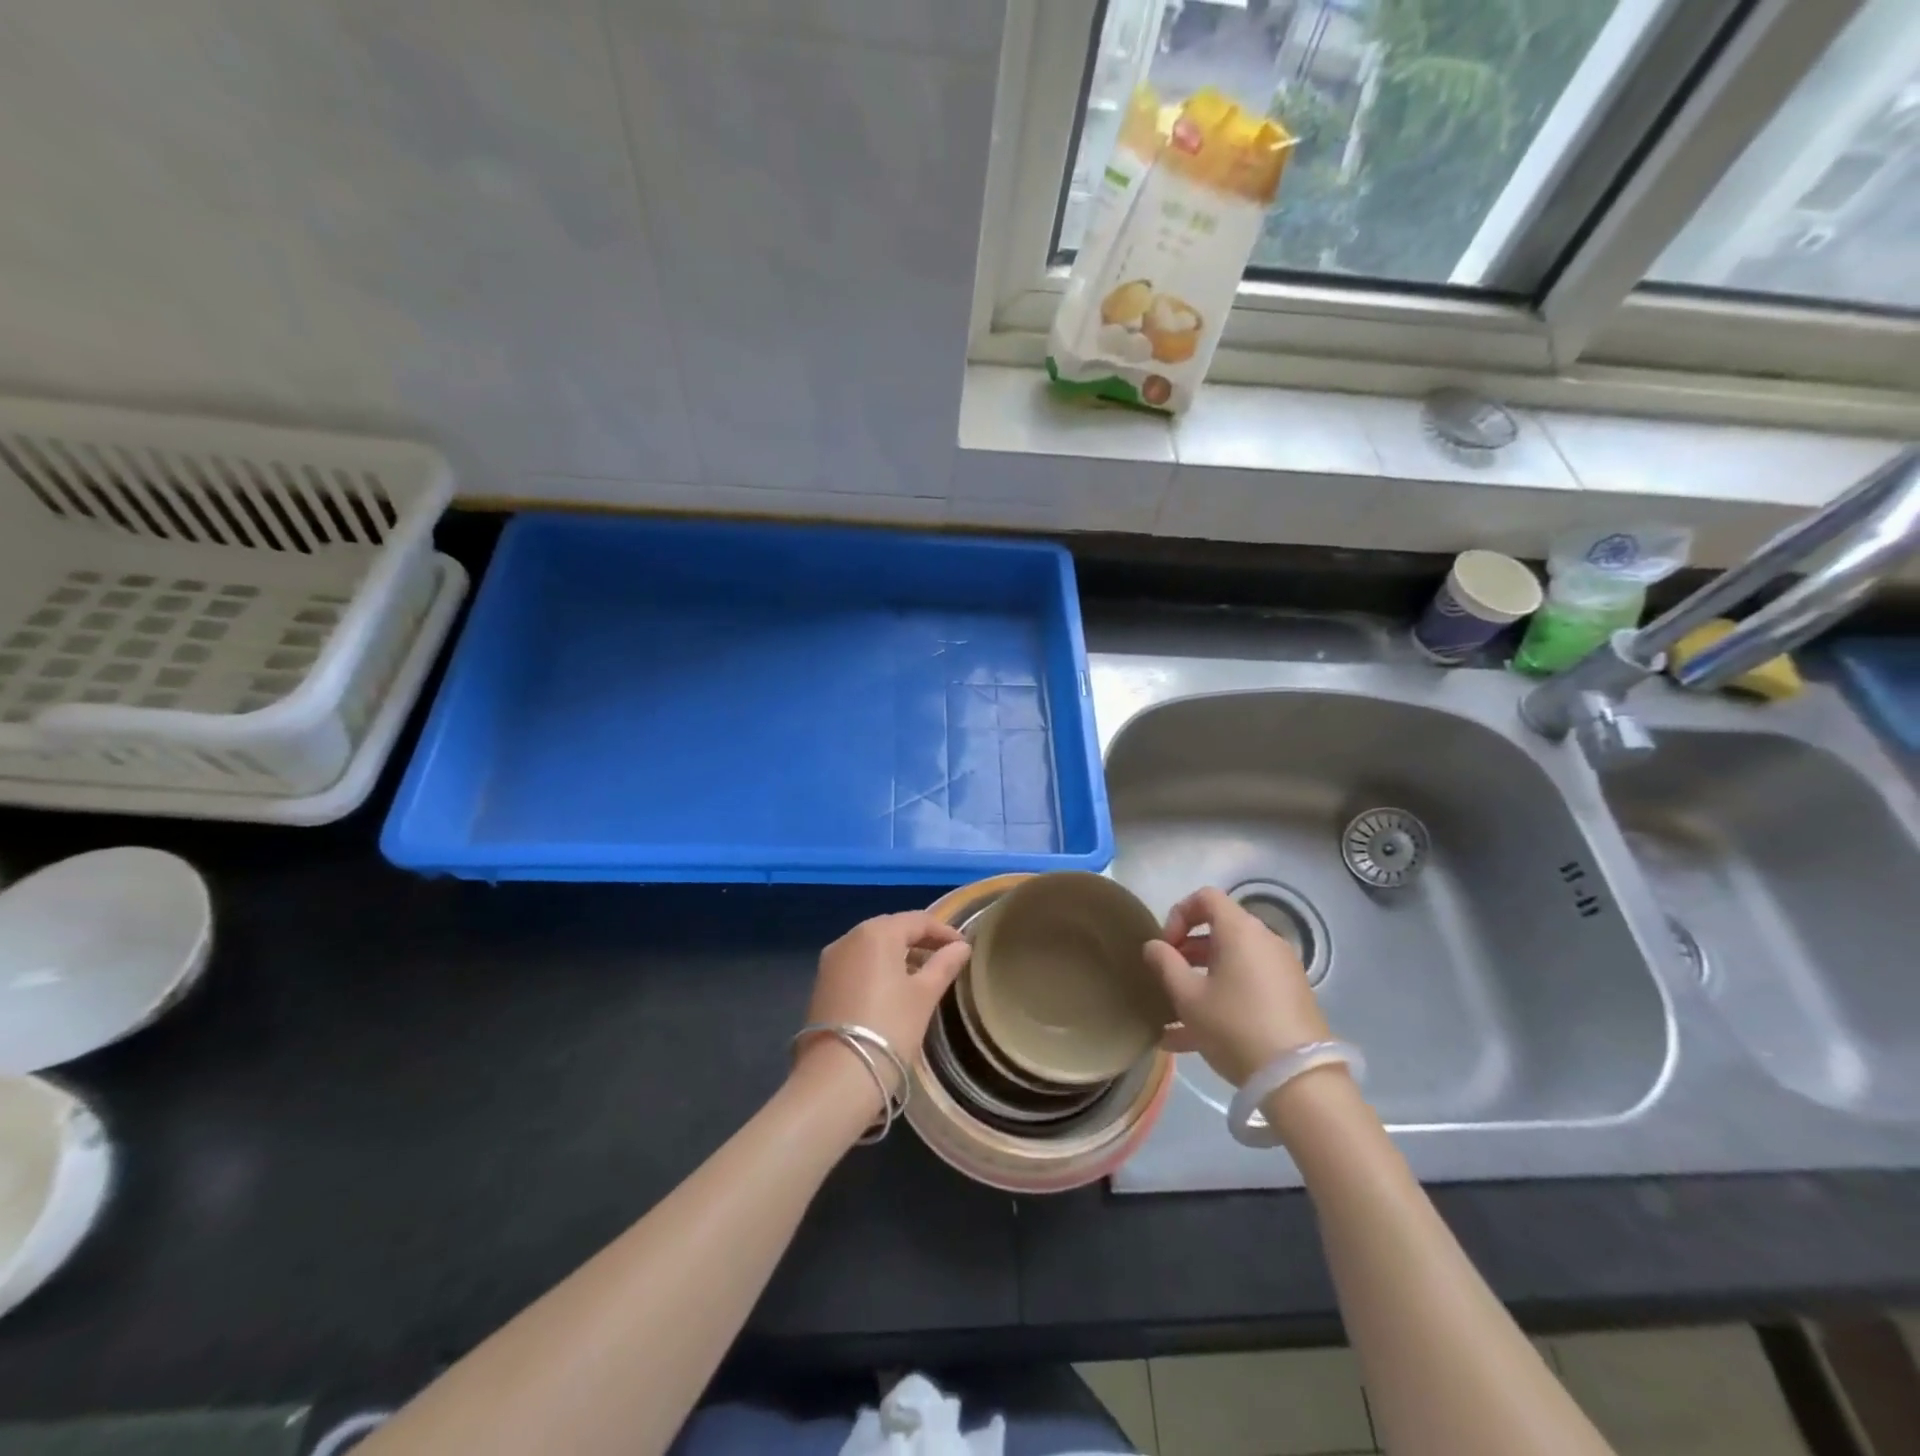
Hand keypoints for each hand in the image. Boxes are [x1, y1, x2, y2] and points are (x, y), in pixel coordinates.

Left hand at [798, 912, 970, 1104]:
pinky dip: (878, 968)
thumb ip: (944, 965)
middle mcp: (849, 938)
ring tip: (923, 975)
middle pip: (892, 929)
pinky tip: (893, 989)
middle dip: (920, 940)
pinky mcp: (822, 983)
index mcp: (876, 932)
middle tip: (945, 957)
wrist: (837, 1076)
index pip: (917, 920)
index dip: (943, 931)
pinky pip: (857, 964)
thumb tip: (961, 946)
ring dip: (898, 954)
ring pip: (872, 946)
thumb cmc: (890, 1027)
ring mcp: (831, 960)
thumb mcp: (925, 995)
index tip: (963, 947)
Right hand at [1143, 887, 1330, 1087]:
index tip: (1166, 946)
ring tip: (1173, 1013)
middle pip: (1220, 931)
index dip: (1178, 914)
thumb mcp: (1188, 997)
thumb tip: (1154, 946)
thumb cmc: (1235, 1026)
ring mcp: (1282, 971)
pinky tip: (1192, 1039)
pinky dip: (1223, 998)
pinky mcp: (1291, 999)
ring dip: (1201, 979)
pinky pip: (1248, 986)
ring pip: (1232, 963)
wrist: (1299, 1080)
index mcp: (1240, 931)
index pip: (1205, 897)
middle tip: (1168, 978)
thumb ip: (1165, 964)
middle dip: (1187, 951)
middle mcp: (1265, 941)